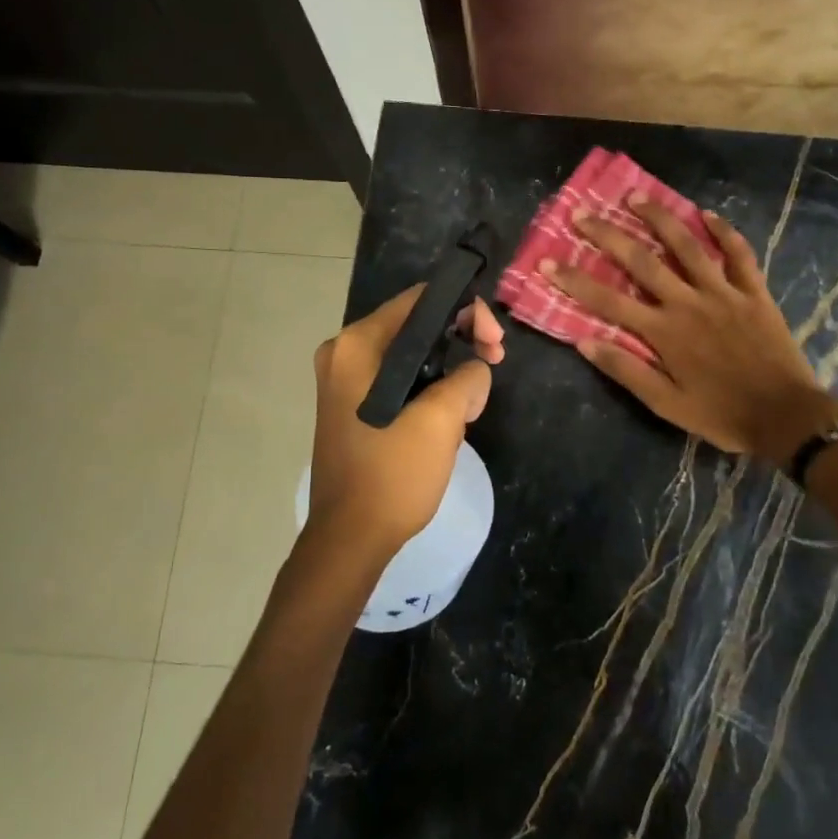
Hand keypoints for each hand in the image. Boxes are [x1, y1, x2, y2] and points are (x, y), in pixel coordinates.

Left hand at [303, 286, 504, 564]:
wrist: (350, 538)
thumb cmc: (393, 474)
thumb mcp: (443, 419)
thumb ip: (468, 377)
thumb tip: (474, 369)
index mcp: (357, 345)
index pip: (421, 300)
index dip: (466, 312)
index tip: (494, 346)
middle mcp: (343, 353)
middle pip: (415, 325)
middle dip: (460, 342)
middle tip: (493, 365)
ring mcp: (343, 380)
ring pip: (411, 355)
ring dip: (448, 371)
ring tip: (470, 406)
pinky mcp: (351, 405)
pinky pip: (398, 379)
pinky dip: (427, 389)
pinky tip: (447, 417)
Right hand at [545, 202, 837, 464]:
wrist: (785, 416)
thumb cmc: (721, 414)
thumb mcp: (666, 404)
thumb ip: (626, 370)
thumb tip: (584, 341)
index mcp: (664, 332)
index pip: (608, 300)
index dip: (575, 281)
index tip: (548, 262)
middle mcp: (689, 302)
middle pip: (642, 261)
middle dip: (608, 235)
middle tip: (583, 213)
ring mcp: (723, 292)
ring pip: (688, 246)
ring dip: (660, 218)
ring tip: (636, 197)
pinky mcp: (754, 292)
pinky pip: (739, 254)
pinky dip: (724, 232)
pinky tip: (707, 214)